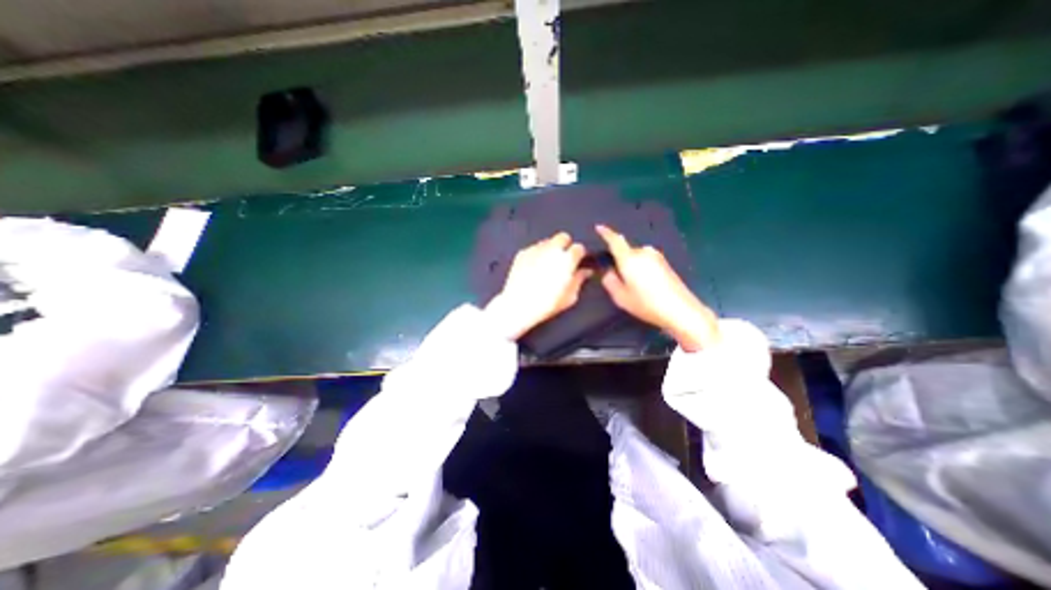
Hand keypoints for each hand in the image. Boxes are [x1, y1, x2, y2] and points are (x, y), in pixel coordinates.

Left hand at [484, 230, 589, 339]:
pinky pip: (534, 248)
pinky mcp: (523, 253)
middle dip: (565, 245)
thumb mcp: (569, 297)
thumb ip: (579, 280)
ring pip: (548, 241)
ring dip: (551, 249)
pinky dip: (537, 254)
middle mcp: (552, 250)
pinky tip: (535, 267)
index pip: (579, 247)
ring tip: (548, 264)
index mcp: (567, 260)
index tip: (577, 261)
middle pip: (563, 237)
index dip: (579, 255)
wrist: (518, 305)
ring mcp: (536, 250)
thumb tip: (585, 272)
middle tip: (563, 259)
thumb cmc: (546, 304)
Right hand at [595, 223, 719, 351]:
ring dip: (632, 266)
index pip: (615, 241)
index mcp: (630, 258)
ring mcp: (656, 256)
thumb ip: (610, 282)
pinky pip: (646, 262)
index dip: (606, 233)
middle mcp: (643, 252)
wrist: (680, 310)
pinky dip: (642, 269)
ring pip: (637, 257)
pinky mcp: (665, 263)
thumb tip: (609, 271)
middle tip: (618, 278)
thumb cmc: (646, 303)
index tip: (599, 227)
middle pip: (626, 251)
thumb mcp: (621, 297)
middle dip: (620, 261)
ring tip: (633, 285)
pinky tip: (646, 286)